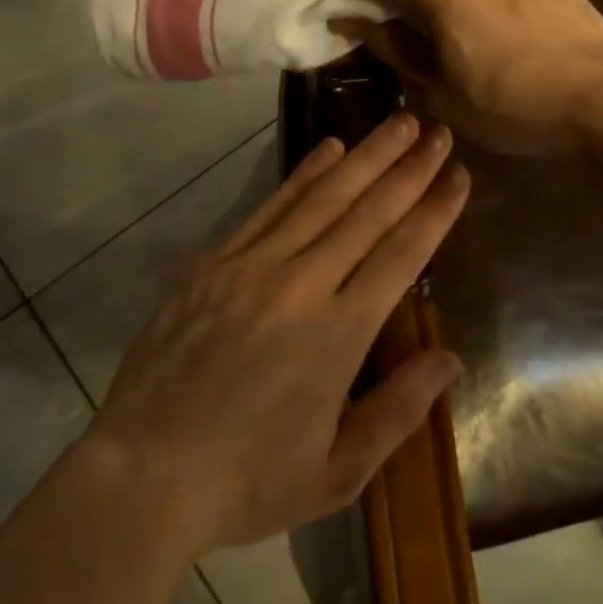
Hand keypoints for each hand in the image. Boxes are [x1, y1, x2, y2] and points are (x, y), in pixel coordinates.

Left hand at [87, 114, 468, 555]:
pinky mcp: (216, 259)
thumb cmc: (247, 481)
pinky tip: (330, 148)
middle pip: (367, 212)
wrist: (144, 473)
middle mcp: (302, 285)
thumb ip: (397, 411)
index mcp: (339, 336)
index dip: (434, 211)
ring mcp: (254, 264)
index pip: (401, 255)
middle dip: (409, 168)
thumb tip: (449, 358)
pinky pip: (271, 205)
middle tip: (437, 130)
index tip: (458, 175)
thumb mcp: (335, 472)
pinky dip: (305, 173)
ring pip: (323, 197)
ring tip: (398, 121)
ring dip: (366, 155)